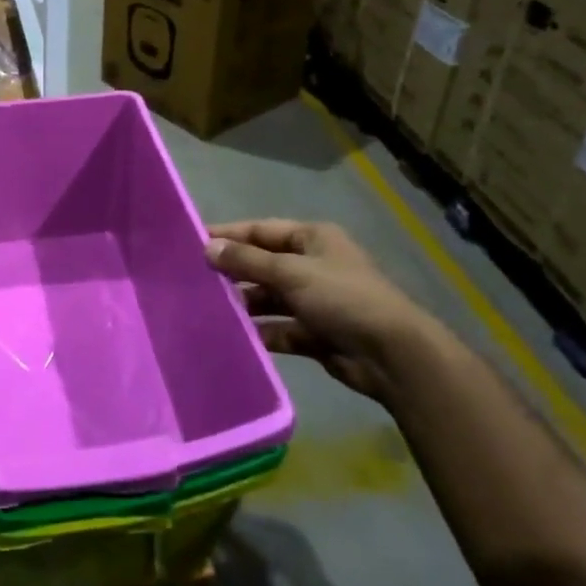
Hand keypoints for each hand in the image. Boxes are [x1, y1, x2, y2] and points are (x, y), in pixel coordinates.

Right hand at [206, 220, 449, 404]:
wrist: (393, 355)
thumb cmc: (342, 298)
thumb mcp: (292, 272)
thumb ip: (247, 260)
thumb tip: (208, 247)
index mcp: (313, 239)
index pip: (261, 230)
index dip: (228, 235)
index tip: (193, 242)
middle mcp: (313, 265)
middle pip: (263, 264)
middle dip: (233, 272)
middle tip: (193, 280)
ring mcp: (315, 301)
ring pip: (269, 298)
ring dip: (244, 304)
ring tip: (206, 310)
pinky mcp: (316, 334)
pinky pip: (280, 328)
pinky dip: (260, 332)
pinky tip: (233, 337)